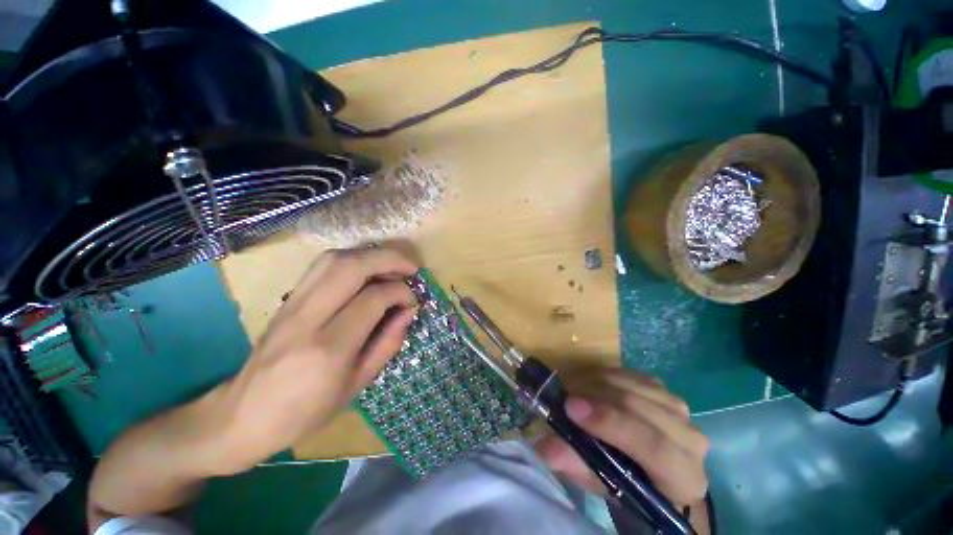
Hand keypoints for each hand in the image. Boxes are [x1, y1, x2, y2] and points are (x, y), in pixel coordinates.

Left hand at [209, 247, 418, 473]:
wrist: (242, 416)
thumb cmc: (306, 411)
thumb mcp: (357, 384)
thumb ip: (388, 343)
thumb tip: (409, 310)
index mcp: (328, 350)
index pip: (372, 299)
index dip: (400, 292)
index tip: (412, 300)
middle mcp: (306, 319)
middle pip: (351, 267)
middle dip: (388, 260)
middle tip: (410, 269)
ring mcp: (291, 305)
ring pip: (334, 259)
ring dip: (370, 256)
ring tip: (391, 268)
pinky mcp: (286, 299)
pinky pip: (322, 266)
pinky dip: (351, 260)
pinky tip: (365, 272)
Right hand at [534, 369, 709, 507]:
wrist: (650, 467)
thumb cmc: (627, 484)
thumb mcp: (600, 483)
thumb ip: (575, 465)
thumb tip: (544, 446)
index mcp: (683, 477)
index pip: (653, 446)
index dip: (610, 423)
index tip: (571, 407)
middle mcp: (690, 439)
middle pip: (640, 407)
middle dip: (595, 396)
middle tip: (562, 394)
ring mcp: (679, 409)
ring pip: (633, 385)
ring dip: (596, 382)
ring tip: (571, 389)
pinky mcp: (664, 389)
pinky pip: (630, 373)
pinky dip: (604, 374)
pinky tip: (588, 383)